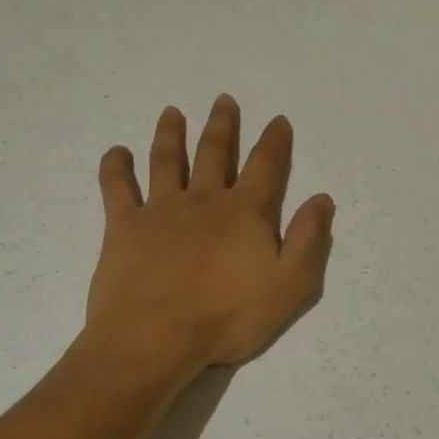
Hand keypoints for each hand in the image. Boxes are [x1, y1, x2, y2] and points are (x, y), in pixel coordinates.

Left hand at [86, 96, 335, 376]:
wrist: (154, 338)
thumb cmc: (227, 317)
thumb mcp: (289, 286)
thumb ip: (308, 240)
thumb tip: (322, 199)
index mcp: (245, 213)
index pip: (266, 167)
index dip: (274, 142)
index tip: (278, 120)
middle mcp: (204, 200)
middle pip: (214, 153)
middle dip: (222, 125)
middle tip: (223, 100)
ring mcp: (160, 210)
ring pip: (167, 160)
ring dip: (171, 134)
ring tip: (172, 113)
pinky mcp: (124, 227)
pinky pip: (117, 188)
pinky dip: (116, 167)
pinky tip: (116, 152)